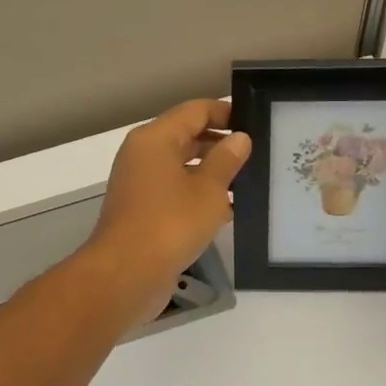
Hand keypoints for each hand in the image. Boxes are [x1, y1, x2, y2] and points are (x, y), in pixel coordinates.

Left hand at [80, 99, 251, 323]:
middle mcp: (143, 155)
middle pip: (186, 136)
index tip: (256, 123)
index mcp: (155, 139)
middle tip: (259, 153)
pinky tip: (229, 209)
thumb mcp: (208, 190)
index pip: (195, 111)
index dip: (225, 113)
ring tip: (251, 181)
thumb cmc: (170, 224)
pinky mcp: (143, 211)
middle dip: (221, 143)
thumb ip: (226, 160)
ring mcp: (140, 184)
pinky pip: (176, 191)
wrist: (126, 275)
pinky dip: (199, 195)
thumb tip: (239, 138)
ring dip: (212, 172)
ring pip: (182, 166)